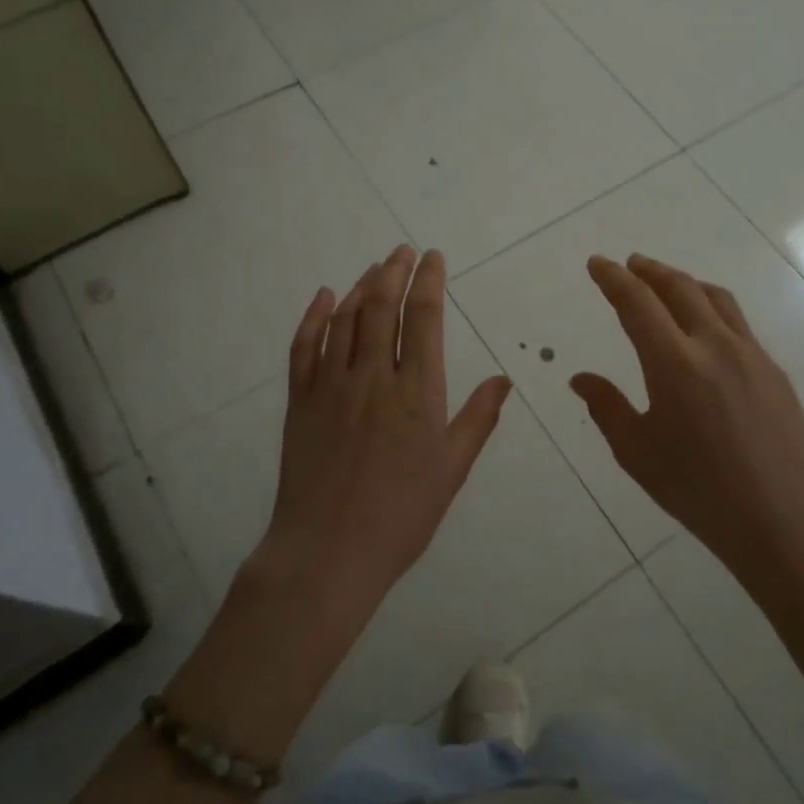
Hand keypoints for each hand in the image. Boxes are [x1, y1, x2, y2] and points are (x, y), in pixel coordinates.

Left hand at [262, 245, 511, 609]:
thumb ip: (477, 419)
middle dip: (395, 272)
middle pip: (381, 307)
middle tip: (403, 251)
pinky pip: (304, 347)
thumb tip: (503, 379)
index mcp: (416, 392)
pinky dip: (314, 317)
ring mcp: (331, 386)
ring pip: (345, 319)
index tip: (434, 258)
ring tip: (376, 267)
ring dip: (361, 286)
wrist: (328, 552)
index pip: (423, 318)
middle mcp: (372, 377)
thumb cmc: (401, 516)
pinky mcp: (300, 401)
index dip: (429, 281)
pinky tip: (325, 297)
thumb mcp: (451, 470)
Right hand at [571, 254, 803, 589]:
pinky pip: (738, 324)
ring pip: (715, 298)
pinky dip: (712, 309)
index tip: (597, 264)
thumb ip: (607, 407)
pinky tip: (706, 330)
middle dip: (649, 270)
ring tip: (666, 284)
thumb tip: (580, 378)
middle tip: (629, 265)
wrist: (781, 518)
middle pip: (679, 288)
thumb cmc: (698, 490)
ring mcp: (751, 355)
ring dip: (684, 282)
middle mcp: (714, 346)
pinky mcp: (774, 371)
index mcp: (674, 363)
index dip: (613, 279)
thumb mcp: (637, 452)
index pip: (637, 303)